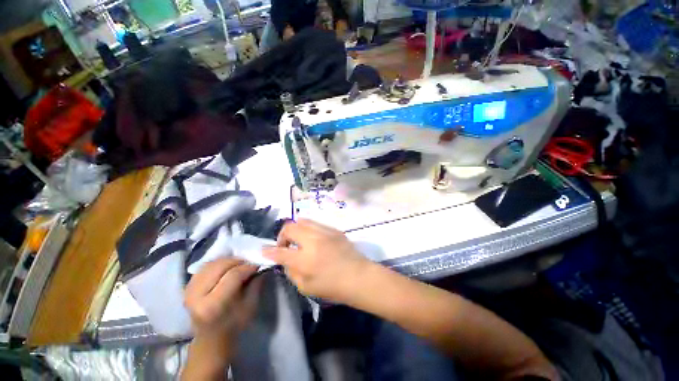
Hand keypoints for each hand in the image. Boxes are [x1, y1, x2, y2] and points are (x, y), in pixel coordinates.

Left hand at [184, 258, 260, 341]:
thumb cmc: (234, 324)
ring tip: (238, 265)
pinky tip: (226, 268)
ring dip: (227, 261)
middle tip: (248, 263)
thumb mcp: (250, 306)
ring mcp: (188, 291)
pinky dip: (217, 264)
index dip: (247, 267)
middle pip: (219, 266)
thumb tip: (260, 265)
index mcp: (213, 305)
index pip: (232, 275)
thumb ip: (255, 284)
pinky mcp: (187, 288)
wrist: (211, 339)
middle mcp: (197, 296)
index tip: (257, 266)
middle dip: (237, 261)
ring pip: (211, 264)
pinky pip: (204, 267)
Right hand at [263, 219, 369, 301]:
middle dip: (282, 236)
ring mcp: (325, 232)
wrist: (359, 276)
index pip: (280, 252)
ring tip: (298, 239)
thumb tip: (285, 259)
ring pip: (302, 220)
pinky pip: (316, 223)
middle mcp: (313, 240)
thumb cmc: (333, 286)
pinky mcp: (334, 229)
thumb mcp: (306, 287)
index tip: (265, 250)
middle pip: (290, 227)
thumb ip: (292, 271)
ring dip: (296, 229)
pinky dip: (309, 229)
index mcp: (305, 259)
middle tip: (286, 246)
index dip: (269, 251)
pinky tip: (313, 239)